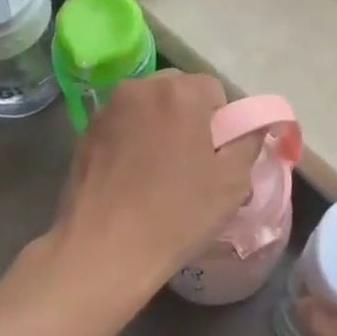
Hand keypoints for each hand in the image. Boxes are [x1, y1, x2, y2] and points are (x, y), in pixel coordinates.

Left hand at [51, 70, 259, 310]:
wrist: (104, 248)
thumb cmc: (177, 213)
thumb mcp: (232, 182)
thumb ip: (248, 143)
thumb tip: (251, 127)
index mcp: (180, 92)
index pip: (213, 89)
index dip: (222, 120)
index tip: (218, 153)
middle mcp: (140, 88)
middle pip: (177, 90)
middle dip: (189, 116)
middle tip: (192, 159)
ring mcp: (107, 109)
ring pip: (146, 106)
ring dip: (158, 124)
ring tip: (159, 169)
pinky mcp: (85, 132)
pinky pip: (121, 125)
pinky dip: (131, 139)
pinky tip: (131, 176)